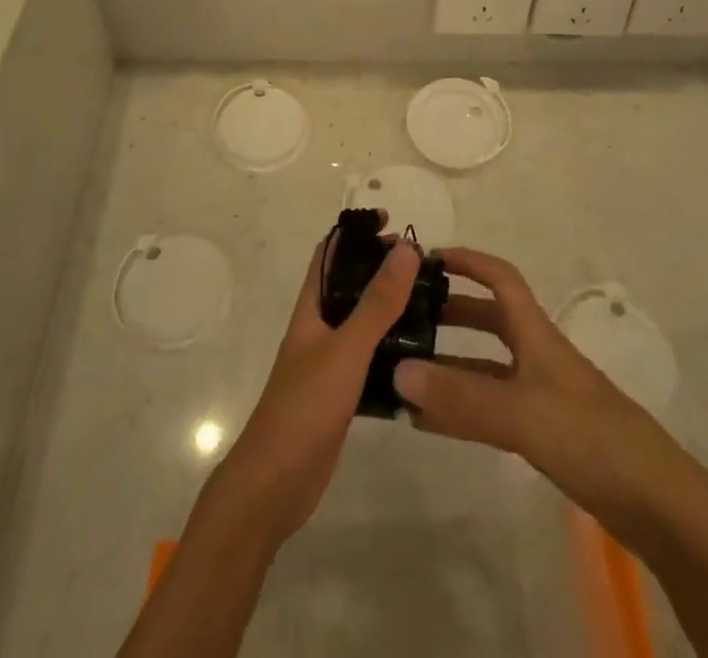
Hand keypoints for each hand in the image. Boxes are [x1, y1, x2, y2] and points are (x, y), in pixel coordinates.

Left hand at [208, 232, 420, 548]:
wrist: (276, 483)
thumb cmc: (305, 406)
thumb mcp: (346, 349)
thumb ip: (377, 303)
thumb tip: (405, 249)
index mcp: (312, 307)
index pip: (330, 253)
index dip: (356, 233)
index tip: (392, 223)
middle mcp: (319, 327)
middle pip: (351, 285)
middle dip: (382, 270)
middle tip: (424, 266)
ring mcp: (329, 362)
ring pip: (363, 323)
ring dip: (390, 310)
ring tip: (431, 304)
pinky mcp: (341, 394)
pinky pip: (370, 359)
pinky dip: (392, 351)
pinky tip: (421, 357)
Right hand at [391, 248, 664, 523]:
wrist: (659, 506)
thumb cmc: (591, 438)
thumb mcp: (522, 414)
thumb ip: (461, 398)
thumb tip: (397, 372)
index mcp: (537, 334)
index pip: (501, 279)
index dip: (468, 261)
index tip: (428, 258)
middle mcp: (538, 356)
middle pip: (491, 320)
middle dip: (451, 313)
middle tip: (408, 318)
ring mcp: (543, 395)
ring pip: (488, 367)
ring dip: (451, 365)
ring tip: (406, 372)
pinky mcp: (547, 433)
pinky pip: (493, 408)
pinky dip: (462, 408)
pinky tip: (430, 422)